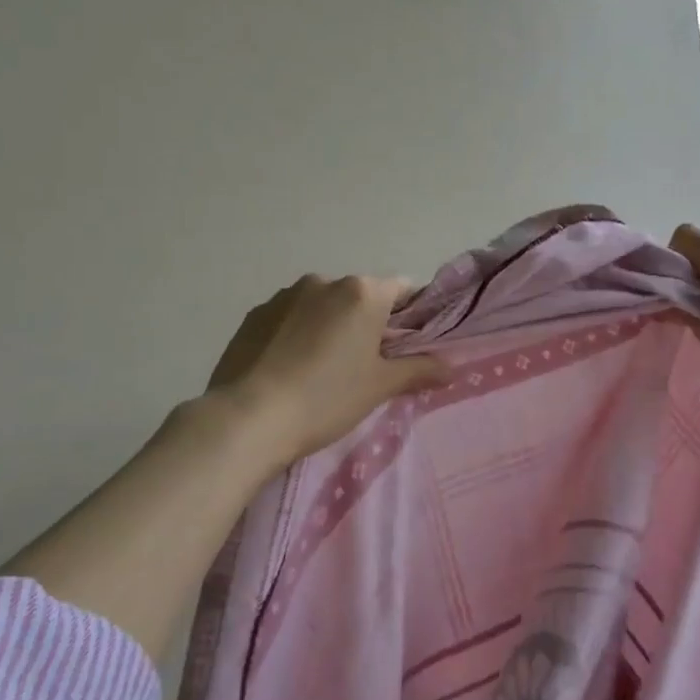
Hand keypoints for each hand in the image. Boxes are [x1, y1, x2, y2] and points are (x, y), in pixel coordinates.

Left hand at [204, 274, 448, 464]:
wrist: (247, 418)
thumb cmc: (326, 398)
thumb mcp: (379, 387)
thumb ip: (419, 370)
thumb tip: (451, 367)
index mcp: (362, 293)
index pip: (402, 289)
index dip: (411, 316)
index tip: (407, 346)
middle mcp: (324, 282)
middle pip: (360, 297)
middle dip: (367, 324)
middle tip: (364, 366)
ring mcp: (284, 295)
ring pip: (322, 306)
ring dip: (329, 327)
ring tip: (320, 371)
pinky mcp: (254, 314)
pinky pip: (289, 318)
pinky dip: (296, 334)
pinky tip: (289, 370)